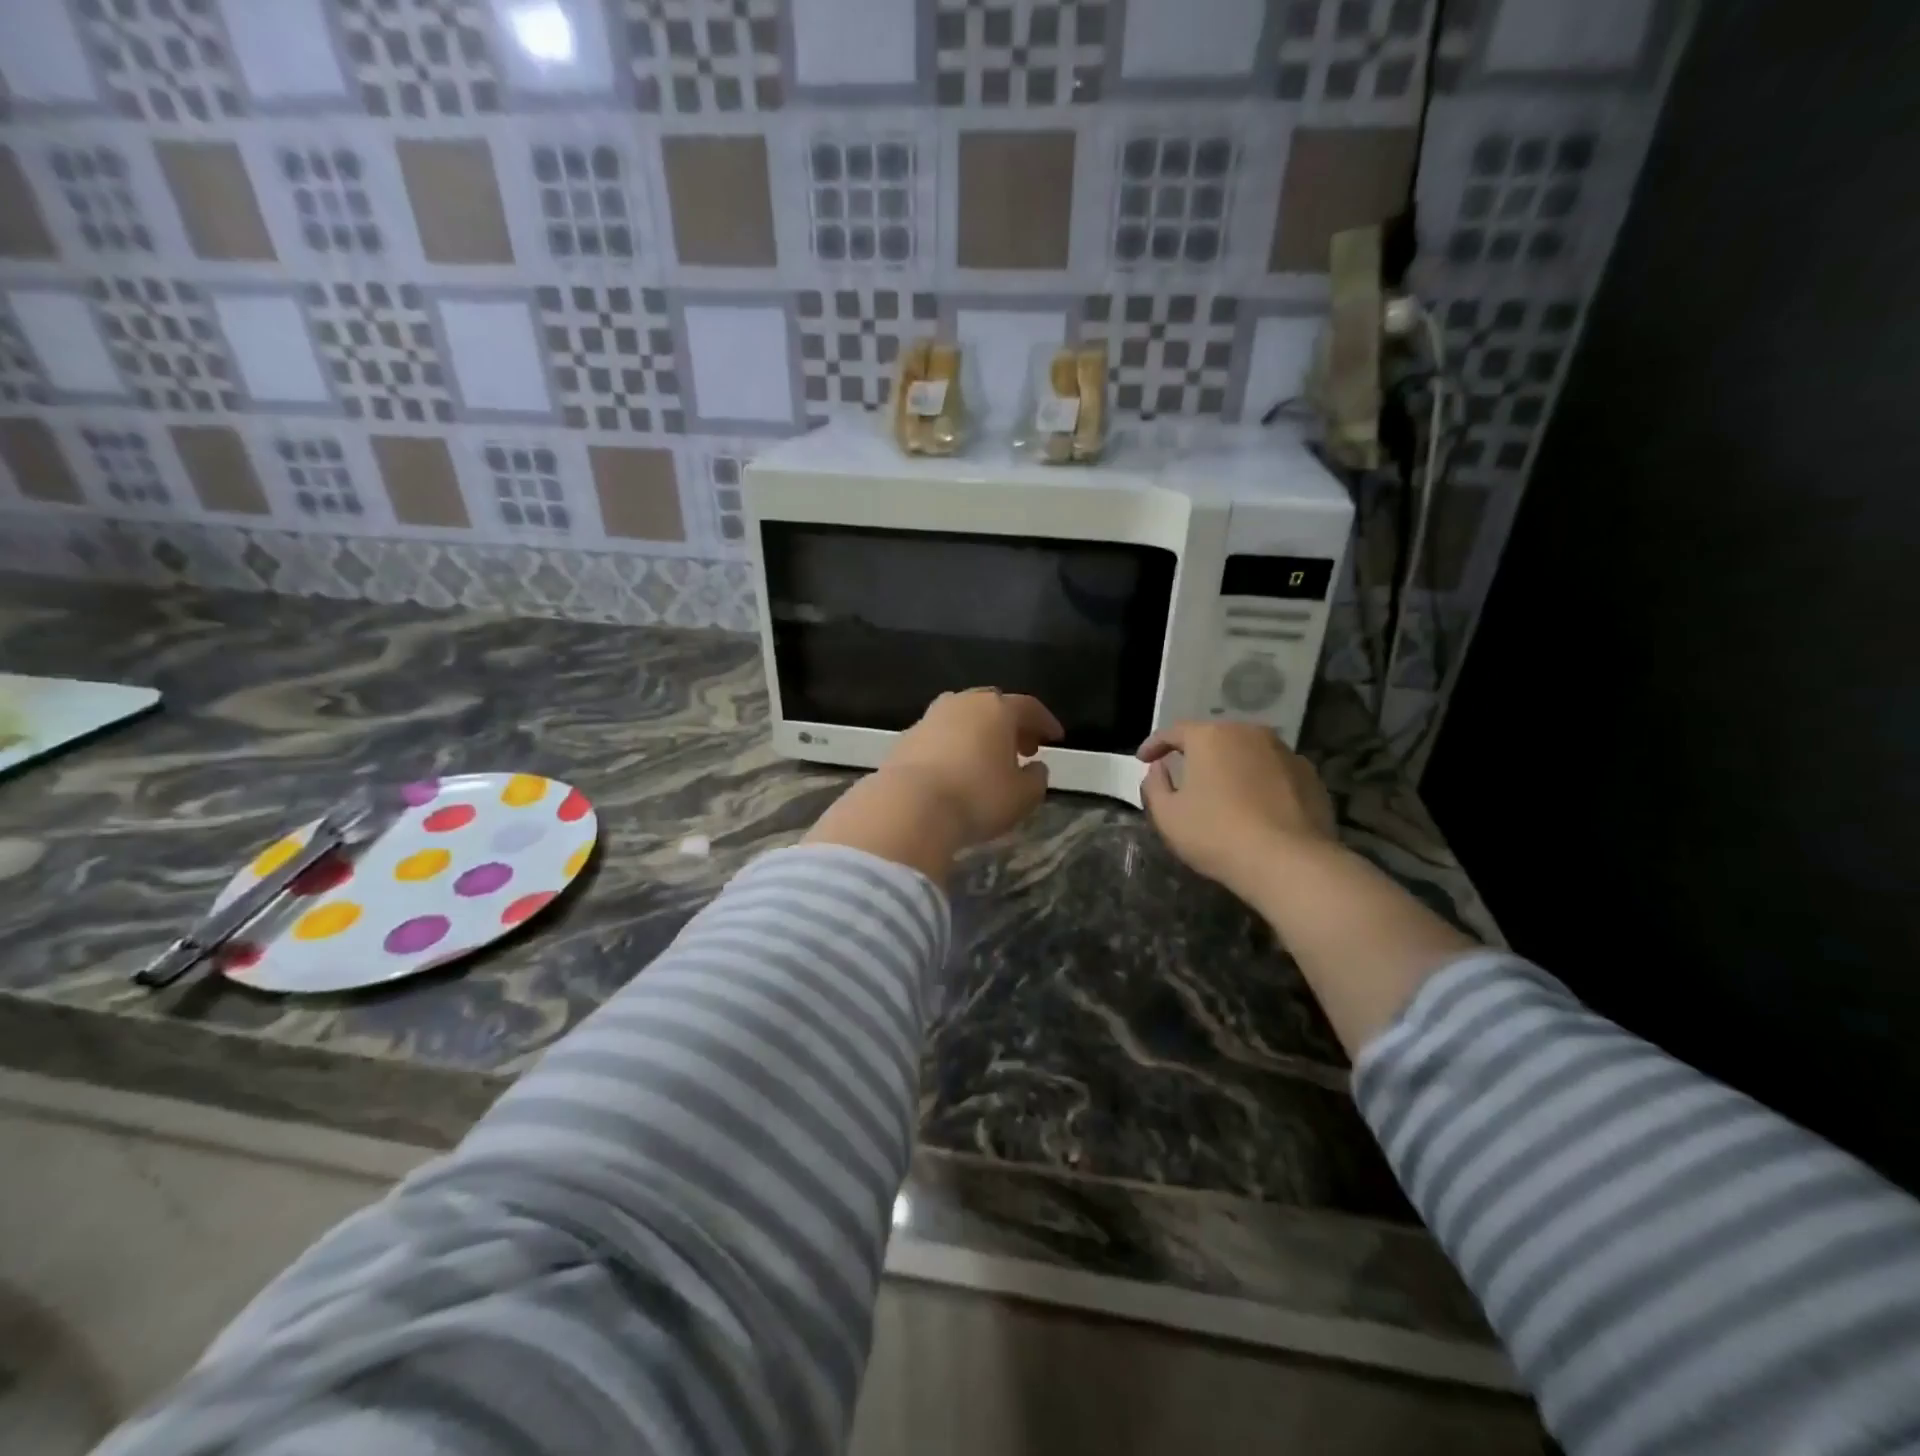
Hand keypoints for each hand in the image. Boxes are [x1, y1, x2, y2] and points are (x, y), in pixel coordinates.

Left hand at [881, 689, 1063, 844]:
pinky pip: (940, 735)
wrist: (909, 807)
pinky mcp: (906, 738)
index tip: (1055, 738)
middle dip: (1011, 724)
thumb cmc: (977, 798)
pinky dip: (954, 745)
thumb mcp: (1022, 797)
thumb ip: (1036, 779)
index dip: (1045, 722)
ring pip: (963, 717)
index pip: (1029, 707)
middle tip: (1023, 748)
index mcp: (997, 709)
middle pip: (993, 705)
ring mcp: (930, 717)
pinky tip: (957, 769)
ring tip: (988, 759)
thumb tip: (1036, 767)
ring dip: (979, 733)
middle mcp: (963, 703)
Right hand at [1137, 721, 1337, 896]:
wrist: (1288, 862)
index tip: (1143, 760)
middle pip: (1214, 738)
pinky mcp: (1310, 776)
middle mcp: (1248, 733)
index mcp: (1210, 736)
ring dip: (1231, 766)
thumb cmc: (1216, 834)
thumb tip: (1159, 768)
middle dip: (1196, 753)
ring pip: (1247, 752)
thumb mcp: (1167, 815)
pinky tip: (1256, 806)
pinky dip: (1260, 782)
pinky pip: (1274, 771)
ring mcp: (1284, 752)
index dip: (1154, 745)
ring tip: (1222, 791)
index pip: (1174, 732)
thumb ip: (1155, 786)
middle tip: (1183, 774)